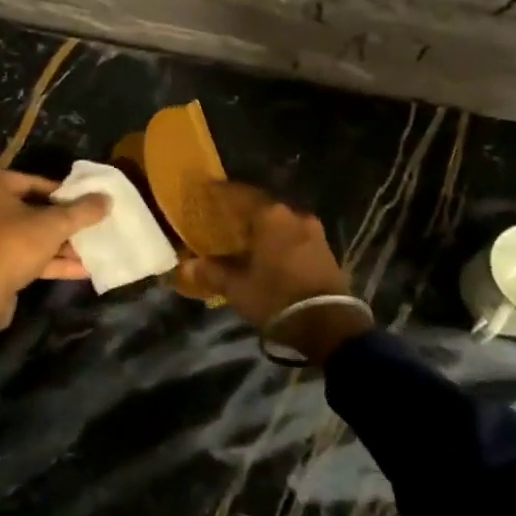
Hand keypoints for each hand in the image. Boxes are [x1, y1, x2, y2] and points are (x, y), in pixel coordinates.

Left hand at [0, 166, 110, 332]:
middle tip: (90, 227)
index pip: (32, 181)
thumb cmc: (9, 246)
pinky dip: (44, 261)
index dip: (64, 194)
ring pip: (23, 235)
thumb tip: (107, 198)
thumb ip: (82, 211)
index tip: (87, 204)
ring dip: (56, 245)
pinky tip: (79, 270)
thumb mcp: (52, 226)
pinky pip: (15, 255)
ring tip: (91, 250)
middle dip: (61, 223)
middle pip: (28, 209)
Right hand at [177, 183, 371, 363]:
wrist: (330, 325)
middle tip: (221, 218)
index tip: (205, 191)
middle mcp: (293, 215)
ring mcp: (313, 231)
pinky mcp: (324, 249)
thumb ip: (211, 272)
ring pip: (279, 221)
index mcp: (270, 216)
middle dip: (241, 211)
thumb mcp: (238, 288)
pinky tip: (267, 251)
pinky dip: (278, 238)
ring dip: (262, 226)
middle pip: (260, 206)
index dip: (219, 193)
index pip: (238, 194)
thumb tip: (185, 266)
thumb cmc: (277, 298)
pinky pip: (293, 235)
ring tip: (244, 237)